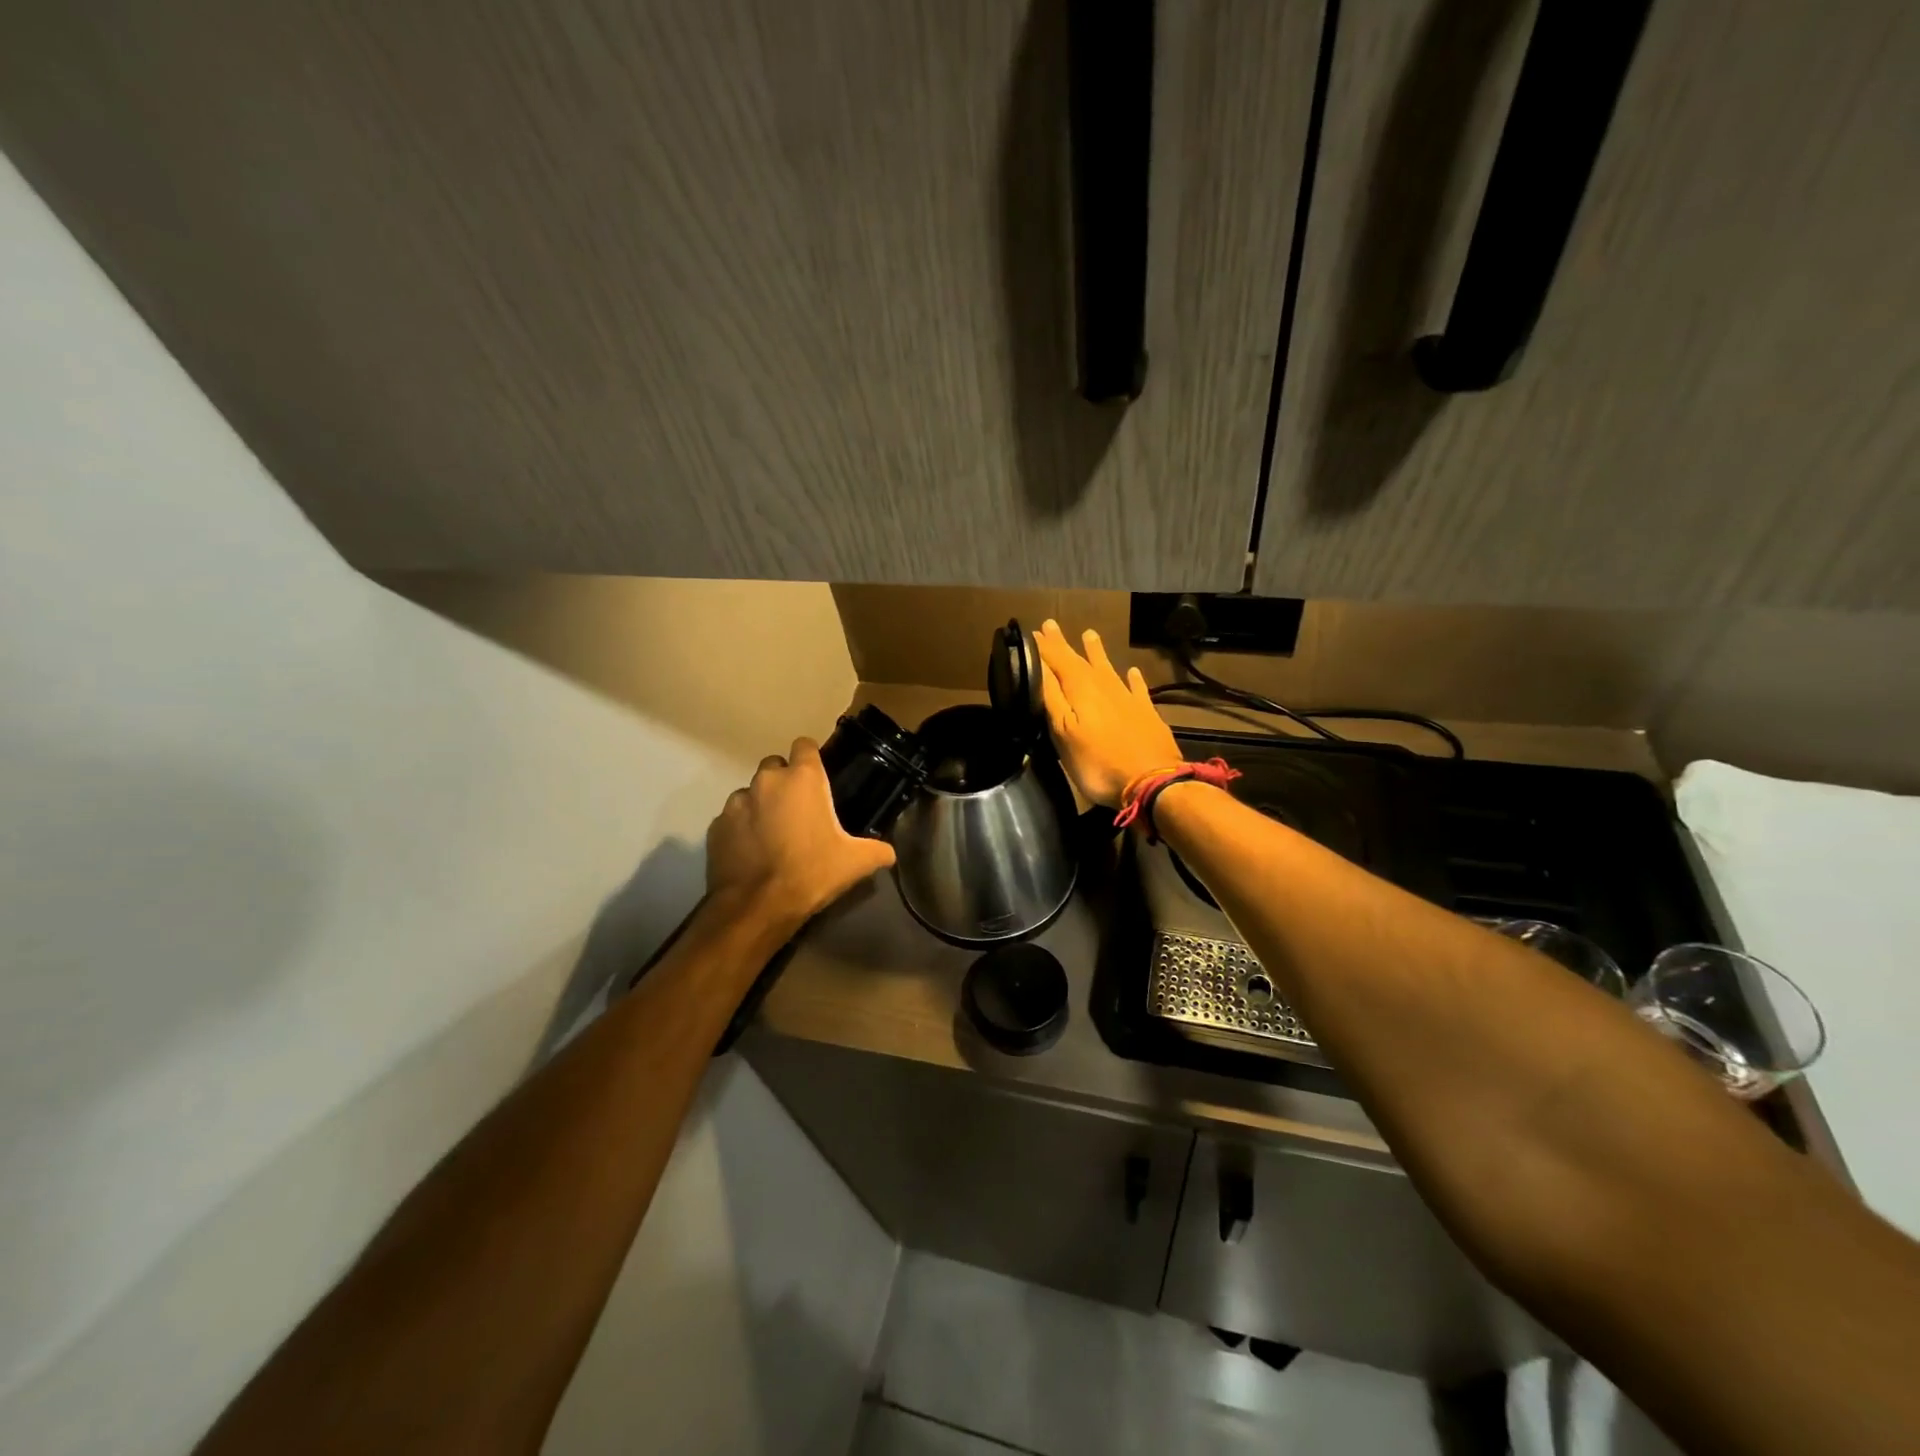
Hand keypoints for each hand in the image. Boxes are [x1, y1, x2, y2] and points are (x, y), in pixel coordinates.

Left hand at [706, 737, 896, 930]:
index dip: (812, 758)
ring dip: (762, 806)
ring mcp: (736, 802)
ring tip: (773, 835)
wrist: (757, 907)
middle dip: (785, 783)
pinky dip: (742, 829)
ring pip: (751, 793)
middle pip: (775, 767)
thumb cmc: (811, 873)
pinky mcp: (716, 826)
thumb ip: (877, 851)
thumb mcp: (855, 863)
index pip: (805, 745)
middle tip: (798, 812)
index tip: (818, 777)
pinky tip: (752, 853)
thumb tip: (889, 853)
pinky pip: (732, 819)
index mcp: (802, 779)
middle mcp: (766, 781)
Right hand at [1034, 620, 1182, 807]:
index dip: (1044, 647)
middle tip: (1051, 625)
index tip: (1032, 631)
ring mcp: (1128, 699)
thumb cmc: (1098, 763)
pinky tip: (1133, 671)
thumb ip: (1051, 697)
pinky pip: (1138, 689)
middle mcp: (1104, 686)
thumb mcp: (1063, 732)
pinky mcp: (1147, 714)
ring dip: (1096, 653)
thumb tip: (1037, 665)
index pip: (1057, 660)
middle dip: (1063, 644)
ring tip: (1089, 634)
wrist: (1152, 782)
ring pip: (1108, 669)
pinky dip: (1133, 679)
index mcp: (1081, 689)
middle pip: (1080, 660)